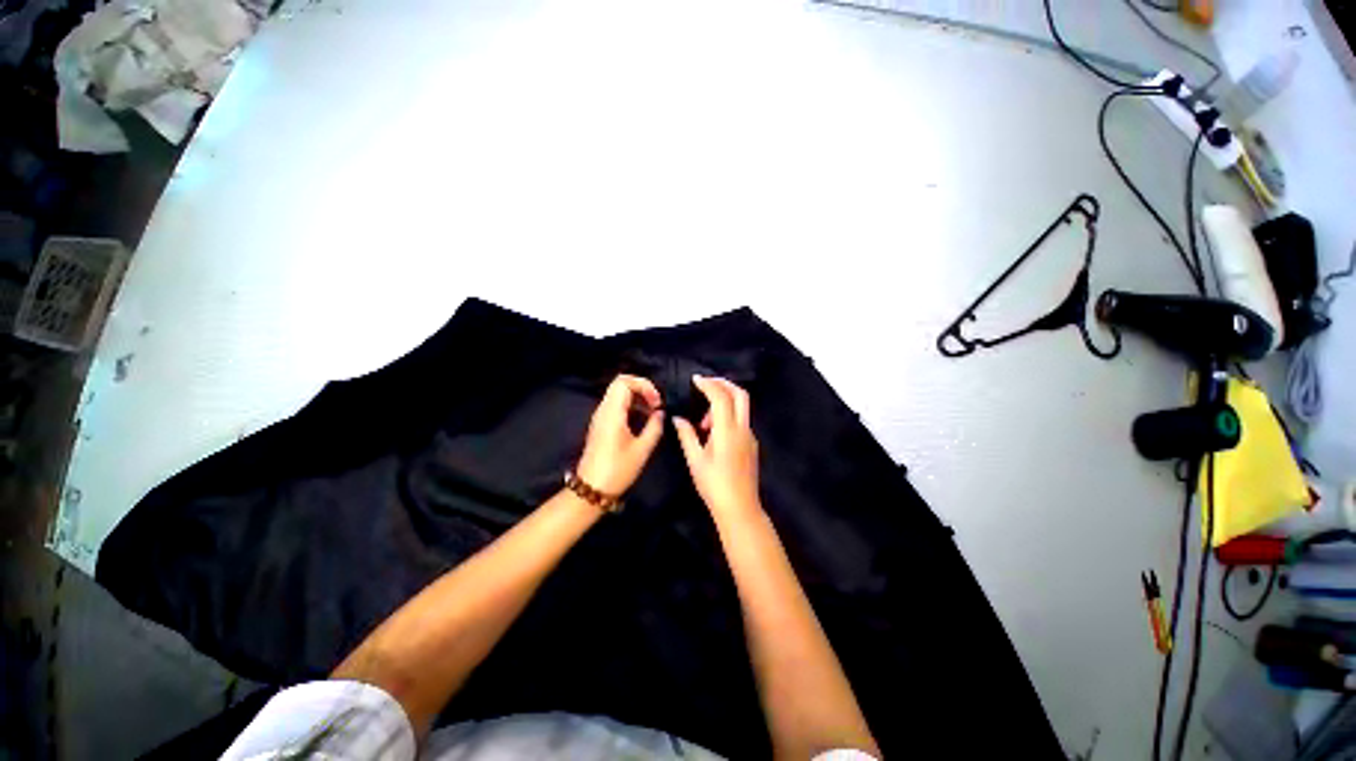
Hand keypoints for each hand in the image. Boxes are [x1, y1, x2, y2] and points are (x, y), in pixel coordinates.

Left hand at [576, 375, 664, 495]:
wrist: (591, 489)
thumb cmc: (618, 470)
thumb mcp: (642, 449)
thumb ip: (654, 427)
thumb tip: (661, 413)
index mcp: (612, 412)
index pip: (624, 382)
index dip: (644, 386)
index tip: (657, 402)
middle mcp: (603, 410)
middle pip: (620, 384)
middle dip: (641, 389)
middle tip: (656, 404)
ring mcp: (600, 417)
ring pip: (618, 394)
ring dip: (637, 398)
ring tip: (653, 413)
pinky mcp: (601, 425)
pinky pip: (616, 405)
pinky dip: (631, 406)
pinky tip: (642, 420)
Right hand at [673, 376, 760, 519]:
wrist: (740, 507)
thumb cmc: (713, 485)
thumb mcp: (695, 460)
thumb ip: (687, 435)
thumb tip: (678, 419)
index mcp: (727, 431)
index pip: (720, 397)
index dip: (708, 384)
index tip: (695, 379)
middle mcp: (742, 429)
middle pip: (740, 394)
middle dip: (723, 383)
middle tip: (706, 383)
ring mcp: (750, 436)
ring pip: (742, 407)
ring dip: (724, 402)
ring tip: (704, 422)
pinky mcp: (752, 444)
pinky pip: (741, 420)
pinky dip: (728, 416)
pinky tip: (714, 432)